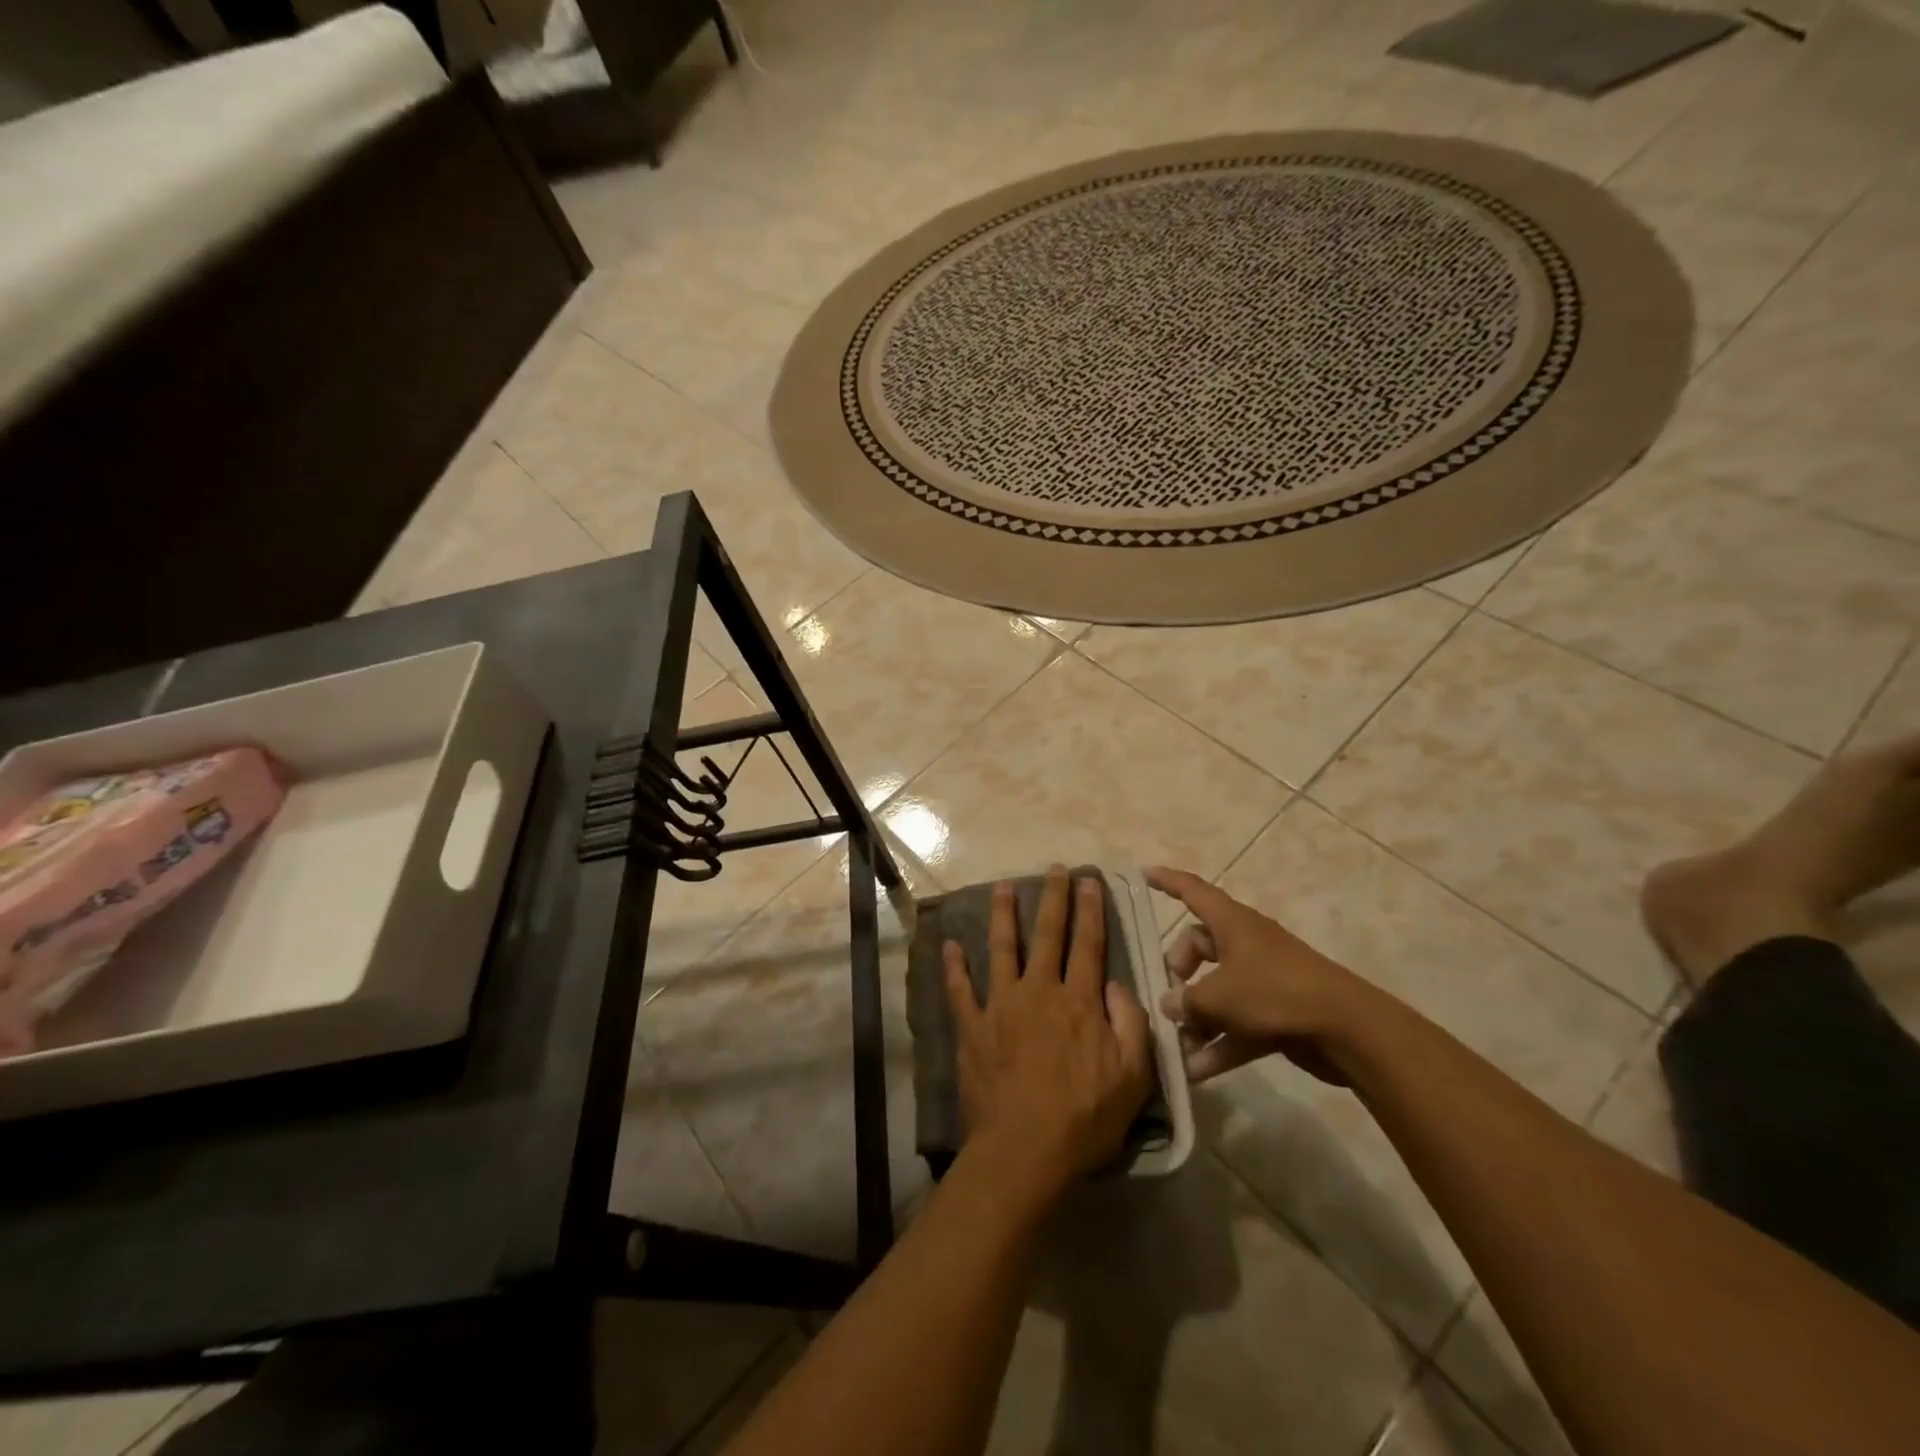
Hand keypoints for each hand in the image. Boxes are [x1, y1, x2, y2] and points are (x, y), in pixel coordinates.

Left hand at [944, 868, 1155, 1198]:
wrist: (1025, 1151)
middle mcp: (1039, 992)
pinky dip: (954, 967)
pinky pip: (960, 990)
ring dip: (1003, 916)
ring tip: (1002, 887)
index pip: (1088, 945)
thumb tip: (1117, 985)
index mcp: (1078, 1002)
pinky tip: (949, 945)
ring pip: (1002, 949)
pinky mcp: (972, 1027)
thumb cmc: (1084, 1119)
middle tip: (1054, 870)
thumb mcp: (1132, 1078)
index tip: (1090, 882)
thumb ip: (1131, 1025)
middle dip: (1053, 899)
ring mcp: (1001, 1006)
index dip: (1091, 911)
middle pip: (1048, 935)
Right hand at [1147, 866, 1373, 1085]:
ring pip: (1218, 989)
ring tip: (1177, 1046)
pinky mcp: (1277, 1012)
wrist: (1347, 1029)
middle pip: (1200, 946)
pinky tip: (1198, 1071)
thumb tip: (1171, 1004)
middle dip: (1179, 971)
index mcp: (1232, 923)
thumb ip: (1186, 1001)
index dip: (1167, 881)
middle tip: (1169, 998)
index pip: (1192, 891)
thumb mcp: (1218, 997)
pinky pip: (1238, 1022)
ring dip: (1197, 1018)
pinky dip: (1220, 1042)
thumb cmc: (1274, 994)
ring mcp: (1264, 978)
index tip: (1143, 874)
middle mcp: (1246, 944)